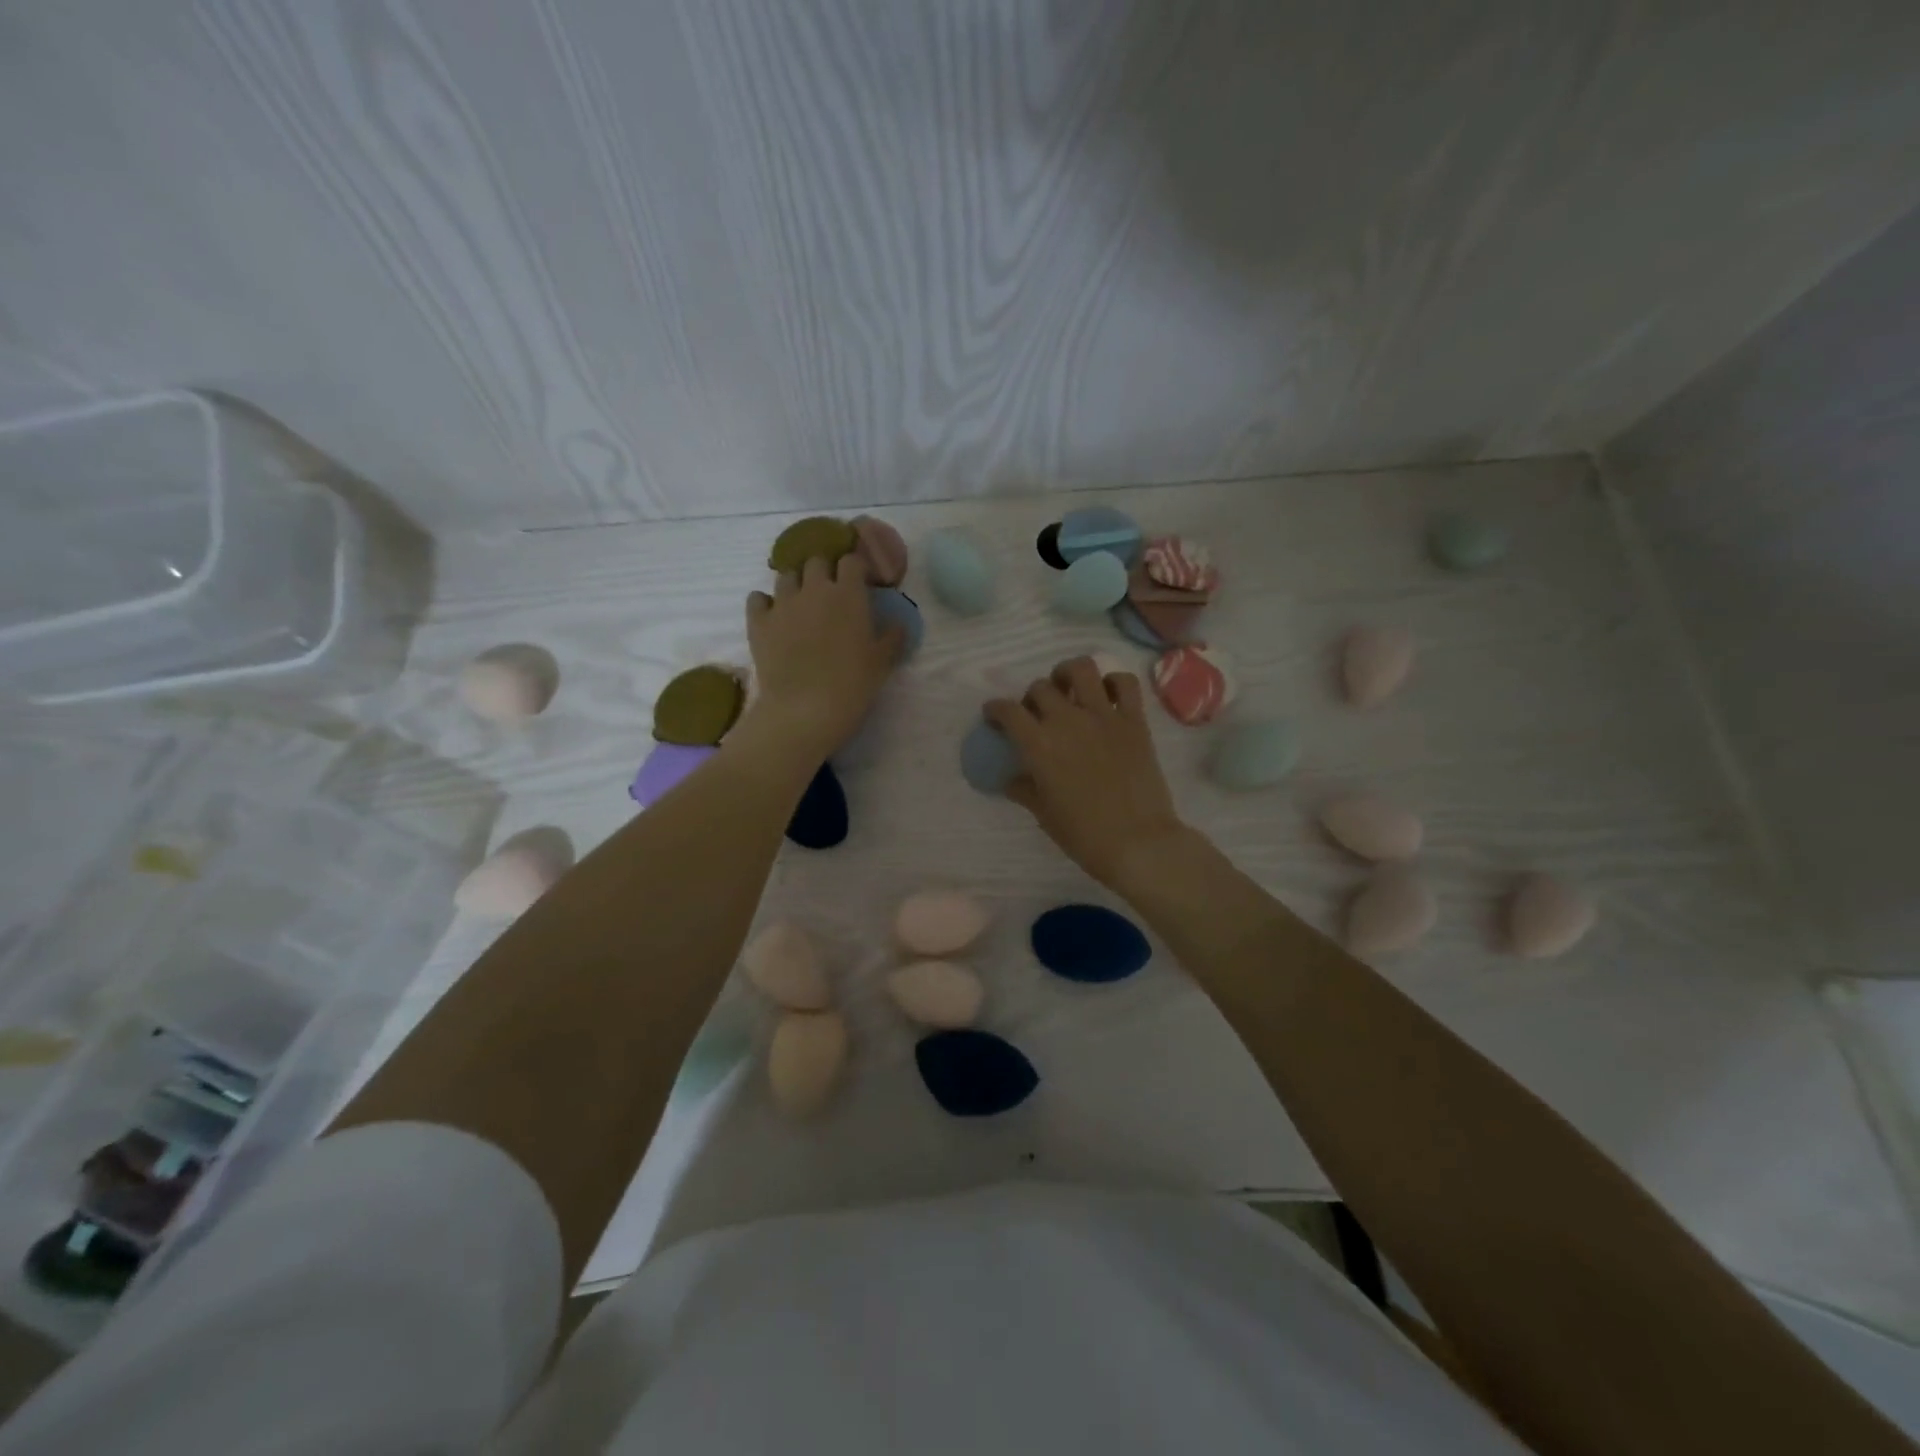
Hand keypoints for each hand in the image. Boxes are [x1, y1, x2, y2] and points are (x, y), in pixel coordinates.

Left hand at [745, 555, 901, 759]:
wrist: (805, 709)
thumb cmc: (852, 684)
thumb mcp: (883, 662)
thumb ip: (893, 637)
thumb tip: (898, 624)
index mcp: (848, 594)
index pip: (851, 561)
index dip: (856, 568)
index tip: (860, 582)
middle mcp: (814, 589)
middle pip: (816, 561)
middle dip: (824, 572)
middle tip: (830, 593)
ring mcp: (783, 603)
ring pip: (786, 576)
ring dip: (795, 584)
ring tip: (801, 604)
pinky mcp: (758, 622)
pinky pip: (757, 598)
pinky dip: (764, 603)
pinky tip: (772, 616)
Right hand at [986, 657, 1189, 891]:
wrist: (1138, 843)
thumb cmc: (1084, 835)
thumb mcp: (1044, 815)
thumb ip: (1025, 790)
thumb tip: (1011, 780)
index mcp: (1039, 745)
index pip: (1007, 711)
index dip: (995, 709)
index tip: (994, 716)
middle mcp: (1068, 721)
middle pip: (1040, 687)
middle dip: (1031, 697)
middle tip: (1035, 714)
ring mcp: (1104, 716)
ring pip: (1081, 669)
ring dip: (1068, 674)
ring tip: (1068, 689)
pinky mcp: (1134, 720)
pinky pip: (1125, 683)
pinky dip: (1113, 682)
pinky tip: (1106, 696)